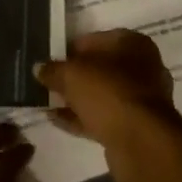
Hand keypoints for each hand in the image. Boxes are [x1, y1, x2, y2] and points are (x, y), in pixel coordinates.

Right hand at [34, 30, 181, 175]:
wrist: (141, 142)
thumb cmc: (109, 94)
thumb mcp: (72, 75)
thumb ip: (53, 70)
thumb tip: (39, 68)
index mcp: (133, 44)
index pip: (96, 39)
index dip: (70, 49)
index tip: (49, 60)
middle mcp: (142, 68)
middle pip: (100, 68)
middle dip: (73, 76)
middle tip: (46, 81)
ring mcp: (140, 99)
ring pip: (101, 94)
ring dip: (75, 98)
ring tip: (46, 101)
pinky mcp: (134, 126)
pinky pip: (102, 116)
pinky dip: (80, 117)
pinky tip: (55, 119)